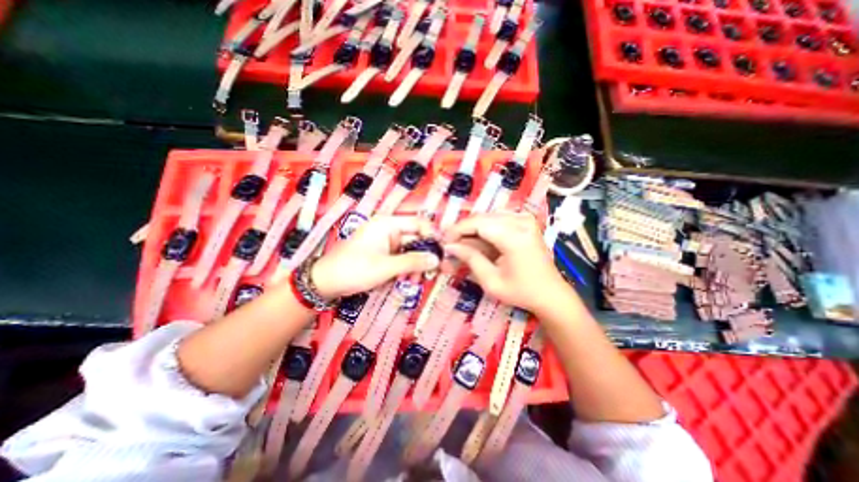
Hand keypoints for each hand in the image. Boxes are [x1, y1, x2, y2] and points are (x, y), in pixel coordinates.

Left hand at [312, 216, 441, 299]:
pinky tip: (407, 279)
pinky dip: (406, 267)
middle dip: (424, 255)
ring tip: (416, 280)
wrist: (326, 282)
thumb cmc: (354, 269)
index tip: (442, 252)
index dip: (433, 236)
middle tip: (432, 272)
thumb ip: (413, 262)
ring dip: (415, 264)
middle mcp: (389, 229)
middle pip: (416, 238)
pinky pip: (401, 257)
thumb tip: (437, 259)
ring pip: (410, 250)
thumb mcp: (386, 267)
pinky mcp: (383, 253)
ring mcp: (386, 242)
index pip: (419, 223)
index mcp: (388, 224)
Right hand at [443, 213, 568, 312]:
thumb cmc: (521, 292)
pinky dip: (485, 228)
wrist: (550, 293)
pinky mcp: (526, 221)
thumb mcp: (491, 281)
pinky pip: (498, 218)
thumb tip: (450, 247)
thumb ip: (470, 259)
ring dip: (473, 229)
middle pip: (483, 218)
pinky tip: (479, 240)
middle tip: (451, 244)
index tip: (444, 241)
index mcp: (515, 237)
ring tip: (462, 244)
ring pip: (488, 217)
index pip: (478, 223)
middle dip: (463, 230)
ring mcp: (526, 219)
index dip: (458, 230)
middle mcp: (522, 222)